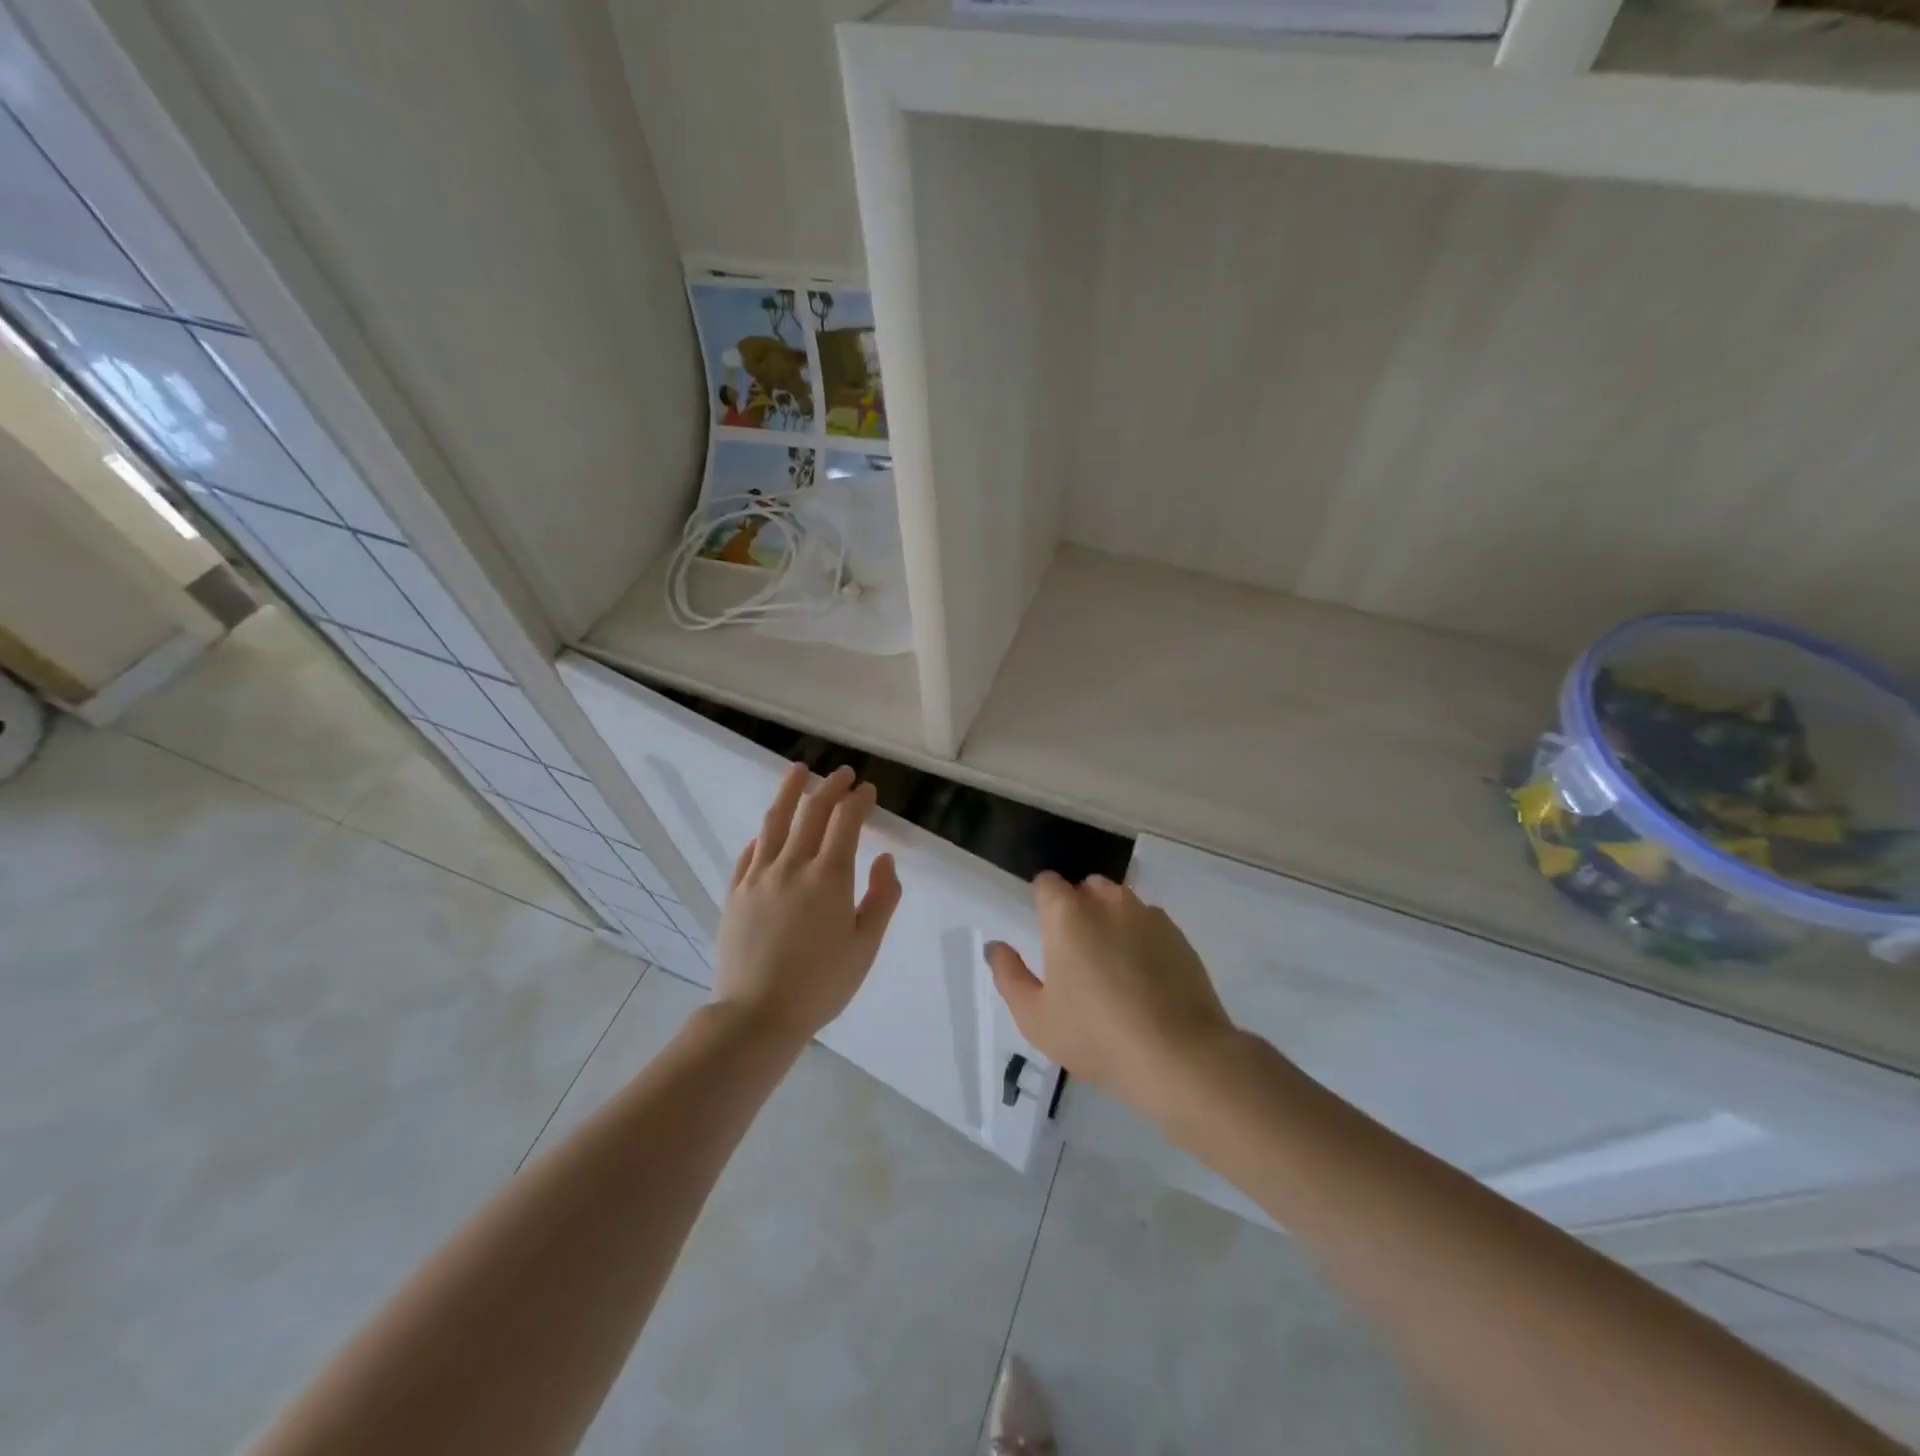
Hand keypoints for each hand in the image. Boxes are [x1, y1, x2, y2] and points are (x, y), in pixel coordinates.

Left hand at [713, 763, 902, 1045]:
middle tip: (843, 774)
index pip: (846, 822)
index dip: (859, 800)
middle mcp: (792, 865)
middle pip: (812, 811)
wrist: (757, 1014)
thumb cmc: (821, 984)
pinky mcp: (735, 892)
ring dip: (790, 791)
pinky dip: (765, 833)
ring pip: (774, 821)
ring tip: (799, 771)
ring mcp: (758, 876)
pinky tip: (769, 830)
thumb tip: (885, 859)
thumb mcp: (865, 946)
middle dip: (831, 787)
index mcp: (829, 877)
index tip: (868, 790)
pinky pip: (750, 851)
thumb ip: (881, 898)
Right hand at [986, 873, 1235, 1123]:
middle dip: (1078, 907)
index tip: (1044, 931)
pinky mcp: (1180, 936)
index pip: (1047, 883)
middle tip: (1076, 954)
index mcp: (1067, 915)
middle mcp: (1108, 902)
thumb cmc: (1096, 1037)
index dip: (1042, 900)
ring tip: (1113, 966)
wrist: (1180, 1056)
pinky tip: (1145, 979)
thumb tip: (996, 946)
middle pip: (1086, 887)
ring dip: (1111, 920)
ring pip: (1121, 903)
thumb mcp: (1036, 1018)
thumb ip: (1009, 975)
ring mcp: (1149, 916)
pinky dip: (1142, 939)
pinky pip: (1150, 924)